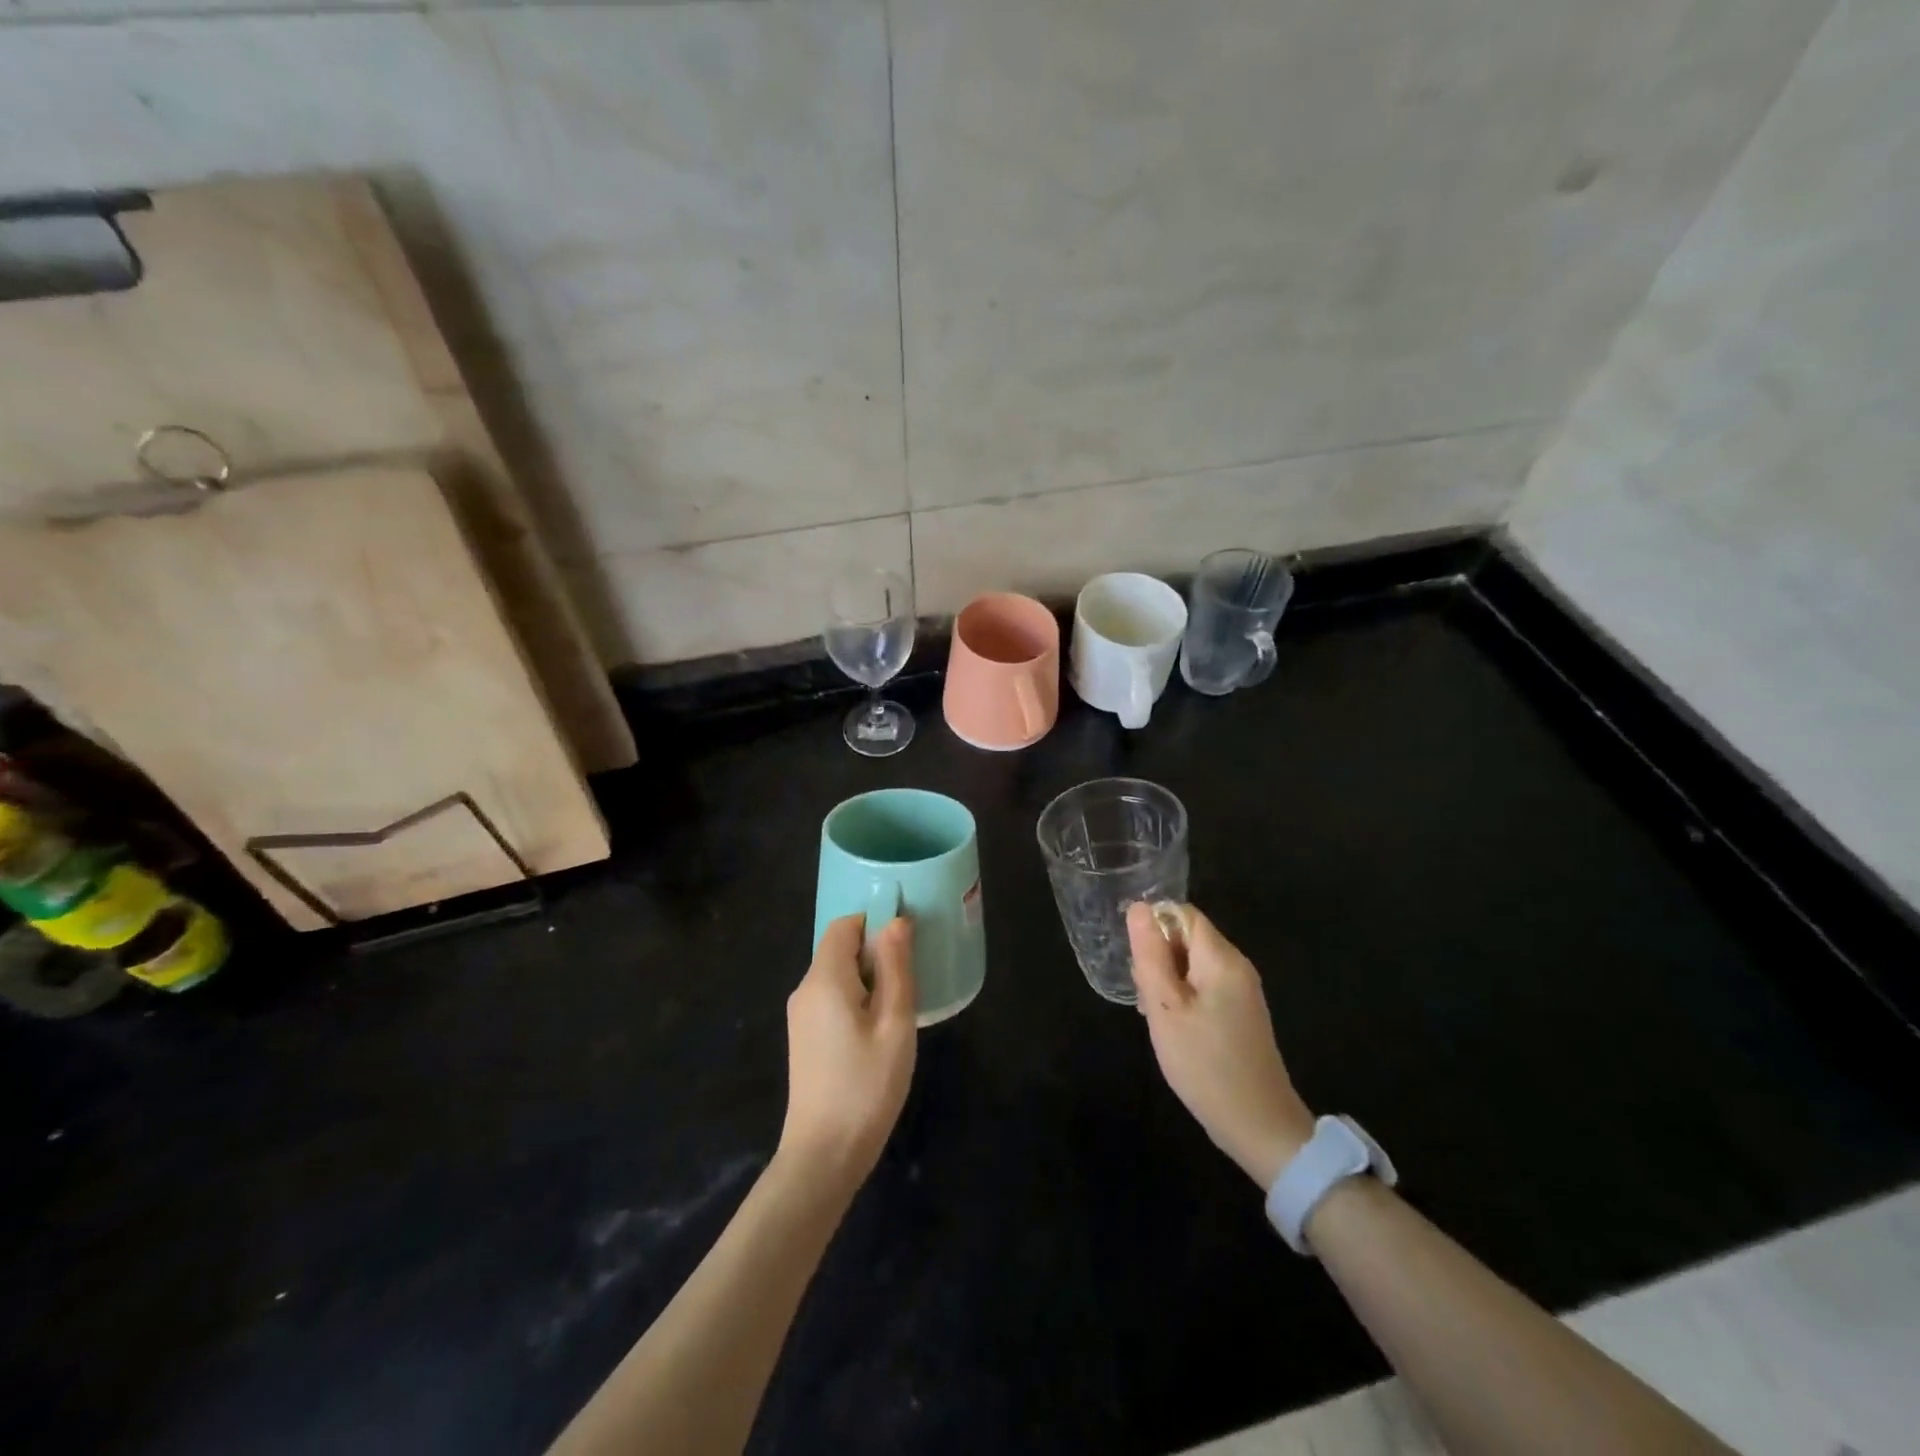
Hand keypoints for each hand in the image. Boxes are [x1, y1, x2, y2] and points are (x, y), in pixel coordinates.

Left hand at [778, 914, 917, 1190]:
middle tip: (910, 982)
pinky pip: (832, 998)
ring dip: (869, 979)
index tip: (906, 946)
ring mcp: (801, 1016)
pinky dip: (857, 999)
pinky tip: (878, 1031)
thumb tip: (896, 922)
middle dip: (876, 954)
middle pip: (840, 949)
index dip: (875, 924)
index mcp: (824, 979)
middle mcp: (805, 989)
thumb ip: (895, 968)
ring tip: (899, 1009)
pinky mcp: (804, 1038)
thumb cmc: (866, 1085)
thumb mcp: (894, 1023)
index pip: (844, 925)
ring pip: (838, 975)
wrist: (824, 1155)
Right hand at [1128, 902, 1314, 1189]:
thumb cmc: (1205, 1062)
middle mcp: (1237, 966)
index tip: (1135, 959)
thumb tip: (1139, 907)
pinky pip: (1204, 987)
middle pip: (1188, 938)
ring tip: (1153, 1015)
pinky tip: (1172, 1027)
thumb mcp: (1165, 1007)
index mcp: (1221, 957)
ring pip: (1193, 965)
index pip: (1182, 914)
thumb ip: (1150, 954)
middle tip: (1143, 994)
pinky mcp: (1241, 1014)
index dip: (1153, 926)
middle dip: (1158, 956)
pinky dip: (1183, 998)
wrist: (1258, 1125)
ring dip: (1167, 980)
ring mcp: (1242, 991)